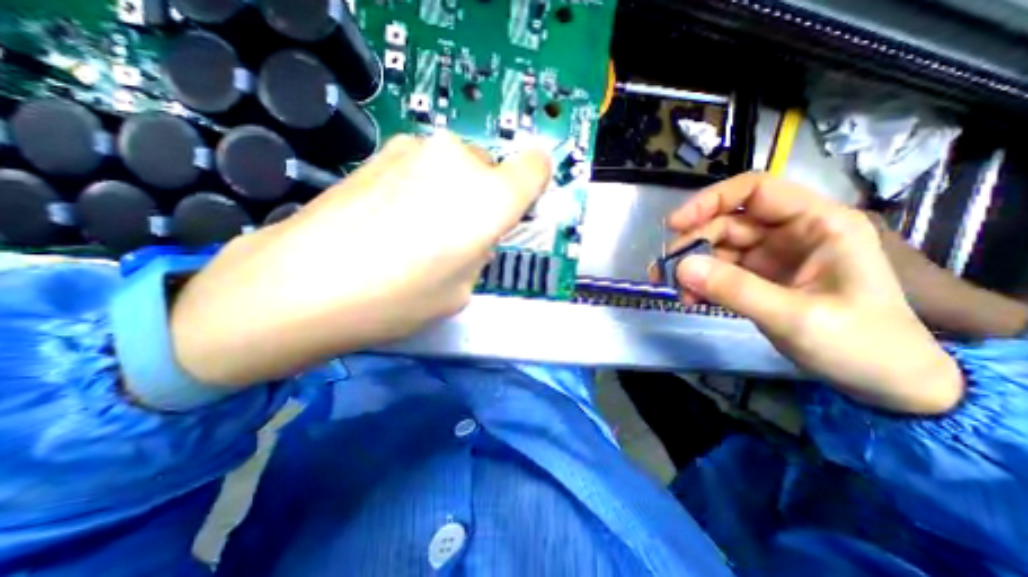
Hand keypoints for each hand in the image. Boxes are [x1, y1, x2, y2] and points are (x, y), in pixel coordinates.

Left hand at [170, 133, 553, 386]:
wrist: (302, 284)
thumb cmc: (397, 297)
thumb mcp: (462, 290)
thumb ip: (479, 254)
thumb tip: (473, 237)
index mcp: (491, 199)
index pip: (536, 167)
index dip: (534, 183)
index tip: (521, 204)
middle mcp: (460, 162)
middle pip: (492, 171)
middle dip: (485, 200)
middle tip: (459, 235)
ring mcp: (416, 149)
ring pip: (457, 168)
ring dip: (454, 194)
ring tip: (419, 230)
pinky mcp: (381, 151)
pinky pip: (425, 167)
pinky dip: (423, 188)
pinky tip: (392, 219)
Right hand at [663, 170, 959, 414]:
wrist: (885, 383)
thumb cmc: (861, 344)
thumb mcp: (796, 317)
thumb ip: (735, 289)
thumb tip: (680, 267)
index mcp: (816, 224)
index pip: (755, 191)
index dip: (710, 201)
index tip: (674, 225)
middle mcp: (789, 233)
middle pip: (725, 223)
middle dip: (691, 244)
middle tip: (664, 271)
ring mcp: (770, 257)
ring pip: (716, 249)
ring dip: (690, 267)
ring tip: (674, 292)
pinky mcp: (757, 279)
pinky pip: (717, 272)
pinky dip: (699, 283)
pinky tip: (689, 299)